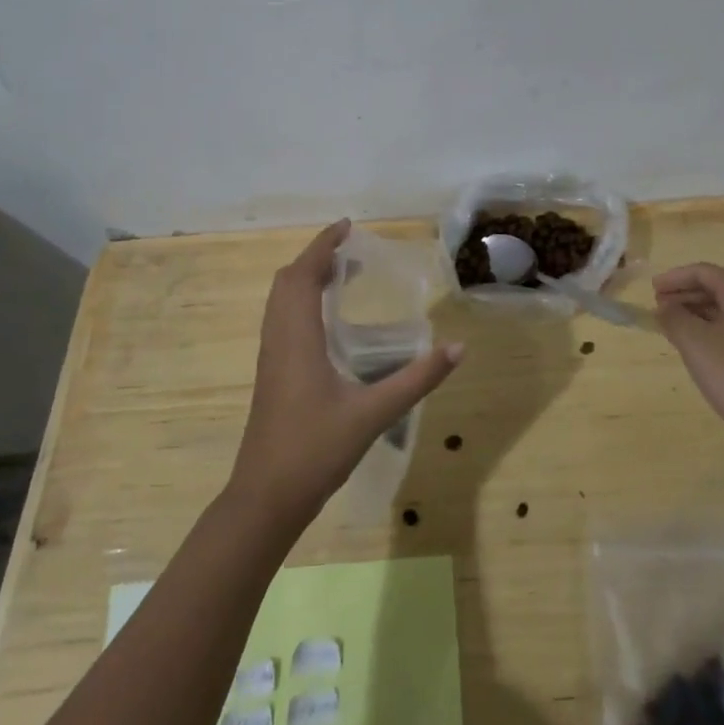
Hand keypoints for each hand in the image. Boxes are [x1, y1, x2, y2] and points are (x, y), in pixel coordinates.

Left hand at [227, 221, 464, 529]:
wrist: (266, 498)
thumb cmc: (316, 450)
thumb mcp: (374, 414)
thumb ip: (417, 379)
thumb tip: (457, 347)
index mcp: (297, 338)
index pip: (302, 275)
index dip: (322, 245)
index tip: (347, 226)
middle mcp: (278, 340)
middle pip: (286, 282)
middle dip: (315, 258)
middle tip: (351, 251)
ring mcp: (270, 358)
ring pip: (280, 302)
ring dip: (305, 279)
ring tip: (341, 276)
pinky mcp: (271, 375)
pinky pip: (281, 320)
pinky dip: (301, 302)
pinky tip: (327, 322)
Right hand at [654, 263, 723, 458]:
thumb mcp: (695, 343)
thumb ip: (674, 317)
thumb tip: (664, 306)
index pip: (706, 272)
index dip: (675, 277)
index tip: (651, 290)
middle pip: (717, 288)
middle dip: (685, 293)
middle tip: (658, 306)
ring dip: (696, 311)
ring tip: (671, 324)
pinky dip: (710, 328)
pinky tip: (695, 344)